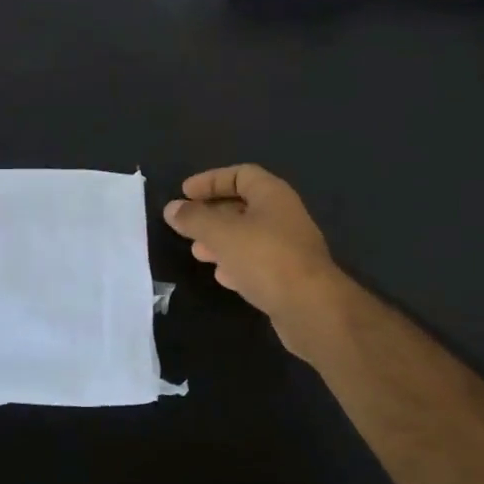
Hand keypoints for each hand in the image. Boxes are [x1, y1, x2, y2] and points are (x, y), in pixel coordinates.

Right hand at [163, 164, 348, 356]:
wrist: (311, 308)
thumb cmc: (266, 258)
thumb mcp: (222, 233)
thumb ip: (194, 219)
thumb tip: (172, 208)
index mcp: (272, 195)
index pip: (240, 174)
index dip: (211, 180)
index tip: (185, 193)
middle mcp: (283, 216)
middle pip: (243, 206)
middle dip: (212, 214)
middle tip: (187, 226)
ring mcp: (288, 248)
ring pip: (248, 236)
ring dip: (221, 241)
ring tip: (197, 252)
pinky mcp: (288, 277)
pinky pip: (257, 262)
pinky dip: (236, 264)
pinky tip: (221, 276)